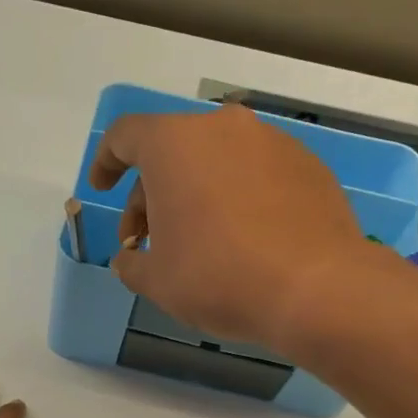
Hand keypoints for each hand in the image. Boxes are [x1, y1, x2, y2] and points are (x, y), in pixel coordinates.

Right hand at [90, 103, 368, 349]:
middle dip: (150, 195)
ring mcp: (271, 142)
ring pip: (215, 161)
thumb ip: (131, 263)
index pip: (125, 136)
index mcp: (174, 144)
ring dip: (194, 195)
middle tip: (145, 241)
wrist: (316, 289)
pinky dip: (236, 197)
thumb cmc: (218, 277)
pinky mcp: (307, 165)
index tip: (101, 189)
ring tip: (195, 244)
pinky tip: (240, 240)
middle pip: (171, 152)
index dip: (105, 162)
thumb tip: (129, 260)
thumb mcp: (156, 280)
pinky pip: (254, 174)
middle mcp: (223, 128)